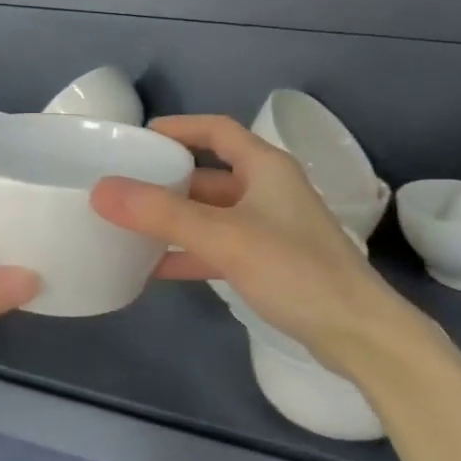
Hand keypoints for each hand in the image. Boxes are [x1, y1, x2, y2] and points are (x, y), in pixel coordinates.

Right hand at [90, 115, 411, 367]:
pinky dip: (190, 252)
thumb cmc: (295, 270)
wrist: (358, 333)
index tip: (138, 137)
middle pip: (209, 175)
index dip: (178, 128)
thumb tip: (102, 189)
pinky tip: (156, 267)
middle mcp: (268, 190)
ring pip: (211, 214)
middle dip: (167, 180)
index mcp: (265, 167)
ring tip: (129, 226)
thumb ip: (162, 214)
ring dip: (175, 219)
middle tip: (122, 186)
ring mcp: (270, 228)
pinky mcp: (270, 263)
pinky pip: (219, 247)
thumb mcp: (224, 237)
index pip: (216, 130)